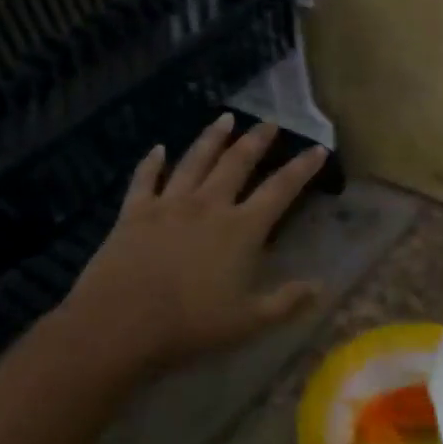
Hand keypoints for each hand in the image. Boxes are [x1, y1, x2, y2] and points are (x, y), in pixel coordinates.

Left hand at [57, 116, 327, 370]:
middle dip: (256, 140)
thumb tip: (321, 287)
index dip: (302, 168)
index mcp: (241, 229)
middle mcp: (209, 205)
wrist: (121, 323)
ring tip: (225, 118)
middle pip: (237, 162)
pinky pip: (145, 178)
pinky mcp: (134, 212)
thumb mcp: (249, 321)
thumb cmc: (191, 324)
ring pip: (195, 160)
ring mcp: (169, 204)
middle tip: (269, 122)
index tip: (318, 148)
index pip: (280, 189)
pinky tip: (158, 148)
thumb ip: (286, 301)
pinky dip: (153, 161)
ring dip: (212, 138)